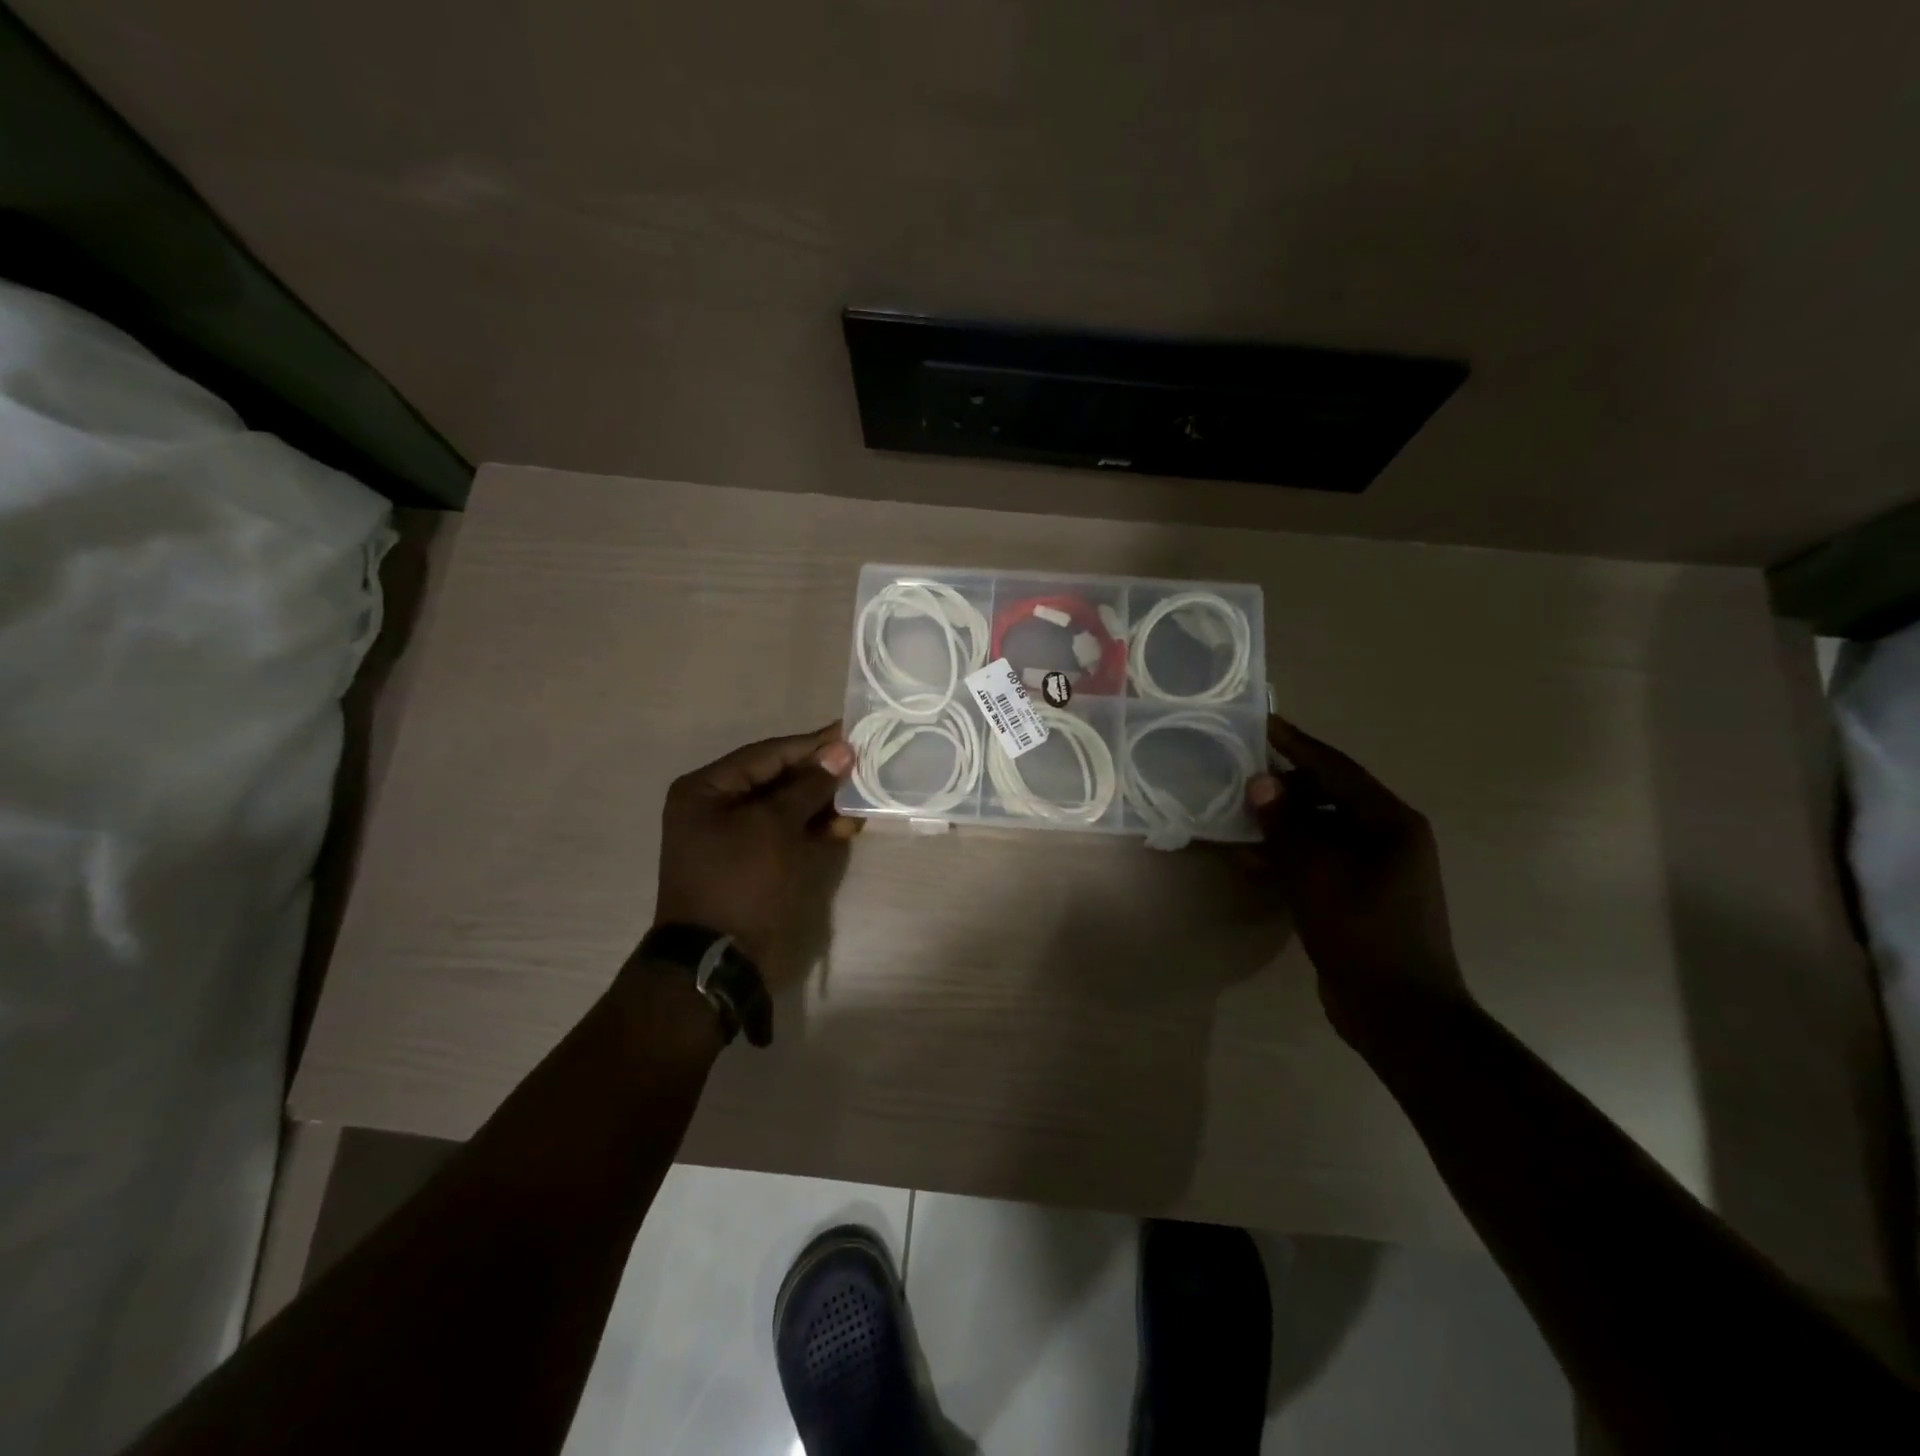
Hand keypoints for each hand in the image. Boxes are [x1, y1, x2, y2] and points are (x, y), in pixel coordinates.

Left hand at [652, 723, 859, 988]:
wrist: (720, 960)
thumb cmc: (741, 881)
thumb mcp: (775, 826)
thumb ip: (809, 785)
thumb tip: (841, 750)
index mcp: (706, 789)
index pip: (767, 754)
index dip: (811, 745)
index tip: (850, 733)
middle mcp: (716, 807)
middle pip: (777, 779)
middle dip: (820, 776)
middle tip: (864, 765)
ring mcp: (735, 837)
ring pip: (787, 808)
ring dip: (823, 804)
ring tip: (862, 798)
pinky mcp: (755, 862)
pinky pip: (787, 834)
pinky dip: (815, 829)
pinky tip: (847, 826)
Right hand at [1246, 717, 1466, 1035]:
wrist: (1400, 1013)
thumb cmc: (1364, 934)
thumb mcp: (1317, 874)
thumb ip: (1286, 825)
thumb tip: (1260, 782)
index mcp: (1390, 823)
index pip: (1337, 769)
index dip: (1297, 745)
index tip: (1263, 722)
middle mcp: (1387, 837)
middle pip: (1329, 796)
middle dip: (1283, 784)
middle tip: (1238, 769)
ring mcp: (1374, 868)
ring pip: (1320, 829)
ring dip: (1280, 822)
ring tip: (1235, 811)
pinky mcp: (1358, 895)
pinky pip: (1318, 860)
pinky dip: (1287, 854)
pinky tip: (1250, 858)